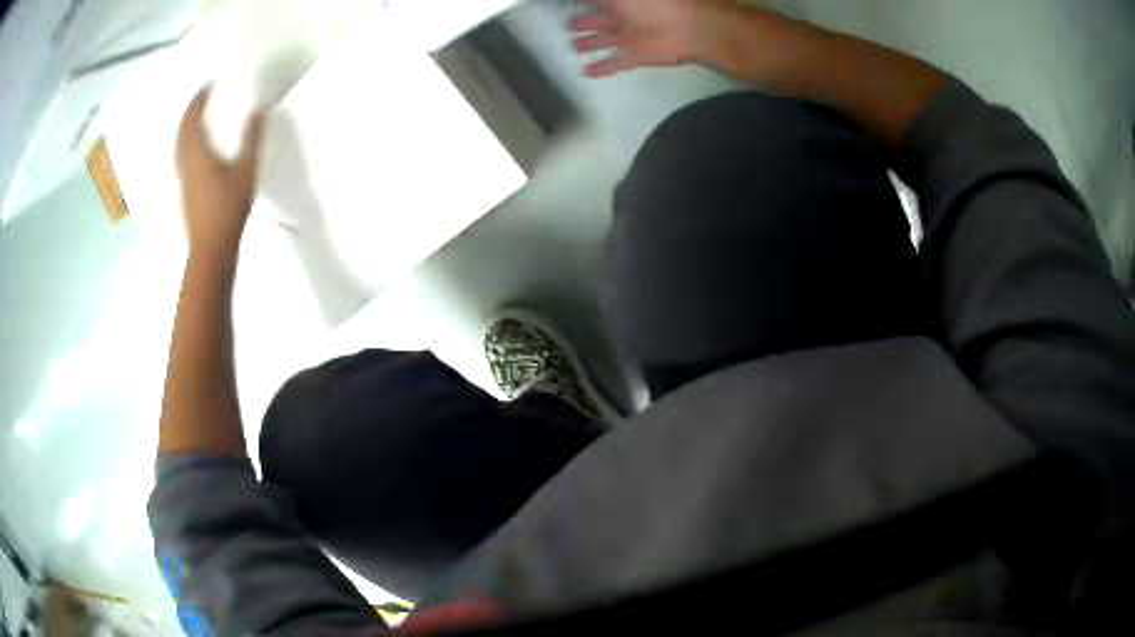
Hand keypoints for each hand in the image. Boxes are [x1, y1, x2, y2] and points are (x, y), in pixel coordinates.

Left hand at [176, 85, 266, 254]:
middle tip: (201, 99)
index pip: (192, 119)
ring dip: (186, 129)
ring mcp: (183, 179)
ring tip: (197, 120)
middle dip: (190, 112)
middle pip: (182, 132)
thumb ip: (252, 138)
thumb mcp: (246, 171)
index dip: (199, 100)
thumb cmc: (228, 209)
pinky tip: (196, 150)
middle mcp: (185, 163)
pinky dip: (186, 144)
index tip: (208, 85)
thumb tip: (259, 109)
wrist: (211, 249)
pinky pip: (181, 158)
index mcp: (196, 154)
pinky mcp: (185, 191)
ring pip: (179, 146)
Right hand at [569, 0, 734, 76]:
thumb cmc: (652, 2)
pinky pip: (613, 63)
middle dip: (583, 24)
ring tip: (573, 48)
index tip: (571, 5)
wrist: (687, 26)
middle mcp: (621, 17)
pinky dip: (600, 68)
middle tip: (568, 27)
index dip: (583, 3)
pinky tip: (585, 73)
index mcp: (619, 0)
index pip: (596, 2)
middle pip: (597, 21)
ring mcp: (628, 38)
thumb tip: (580, 0)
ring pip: (603, 41)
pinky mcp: (635, 57)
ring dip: (588, 44)